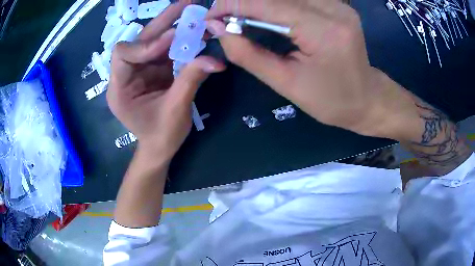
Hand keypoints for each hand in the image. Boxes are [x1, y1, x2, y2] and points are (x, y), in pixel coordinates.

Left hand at [107, 1, 225, 160]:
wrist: (159, 148)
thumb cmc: (161, 136)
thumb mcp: (176, 111)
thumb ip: (191, 81)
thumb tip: (216, 60)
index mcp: (119, 89)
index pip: (123, 55)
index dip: (146, 45)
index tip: (173, 39)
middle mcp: (125, 75)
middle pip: (140, 42)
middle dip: (162, 23)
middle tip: (186, 5)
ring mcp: (139, 71)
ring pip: (153, 42)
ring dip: (173, 26)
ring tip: (192, 11)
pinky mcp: (152, 70)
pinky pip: (165, 51)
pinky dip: (180, 40)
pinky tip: (194, 31)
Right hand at [206, 0, 415, 137]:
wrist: (367, 99)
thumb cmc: (332, 101)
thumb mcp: (287, 84)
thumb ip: (249, 55)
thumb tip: (219, 31)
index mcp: (324, 30)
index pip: (267, 4)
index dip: (232, 5)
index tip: (210, 16)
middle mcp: (334, 8)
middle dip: (243, 2)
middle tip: (222, 16)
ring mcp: (338, 4)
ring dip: (258, 2)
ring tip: (240, 16)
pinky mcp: (337, 4)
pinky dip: (275, 3)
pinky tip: (264, 12)